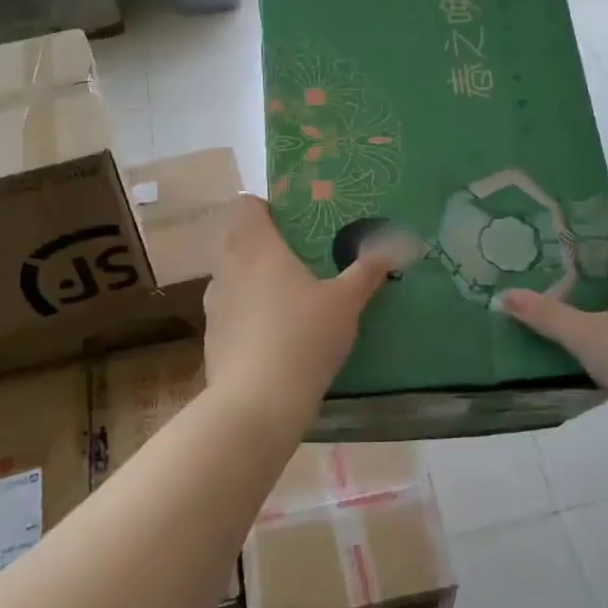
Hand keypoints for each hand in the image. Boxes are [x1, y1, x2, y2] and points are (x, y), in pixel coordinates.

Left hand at [202, 197, 390, 420]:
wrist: (256, 403)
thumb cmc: (303, 338)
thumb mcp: (346, 302)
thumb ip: (368, 270)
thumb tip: (395, 243)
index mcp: (255, 247)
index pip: (244, 204)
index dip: (266, 207)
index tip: (294, 222)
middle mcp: (227, 267)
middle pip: (236, 237)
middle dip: (264, 242)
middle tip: (300, 256)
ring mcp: (214, 303)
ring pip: (231, 274)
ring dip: (253, 277)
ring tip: (289, 295)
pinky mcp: (212, 336)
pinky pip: (230, 309)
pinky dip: (247, 311)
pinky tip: (274, 334)